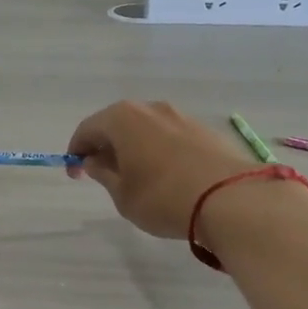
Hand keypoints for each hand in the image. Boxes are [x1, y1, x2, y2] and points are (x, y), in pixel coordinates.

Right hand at [65, 101, 261, 239]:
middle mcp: (151, 109)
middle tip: (103, 174)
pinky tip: (166, 176)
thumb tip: (95, 161)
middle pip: (117, 124)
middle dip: (106, 147)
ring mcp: (181, 116)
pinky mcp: (205, 130)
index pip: (87, 129)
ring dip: (134, 148)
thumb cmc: (163, 198)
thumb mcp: (123, 195)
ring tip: (136, 177)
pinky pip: (170, 137)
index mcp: (122, 118)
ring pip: (146, 129)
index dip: (76, 152)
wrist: (232, 199)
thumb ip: (103, 174)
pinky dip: (159, 151)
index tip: (75, 175)